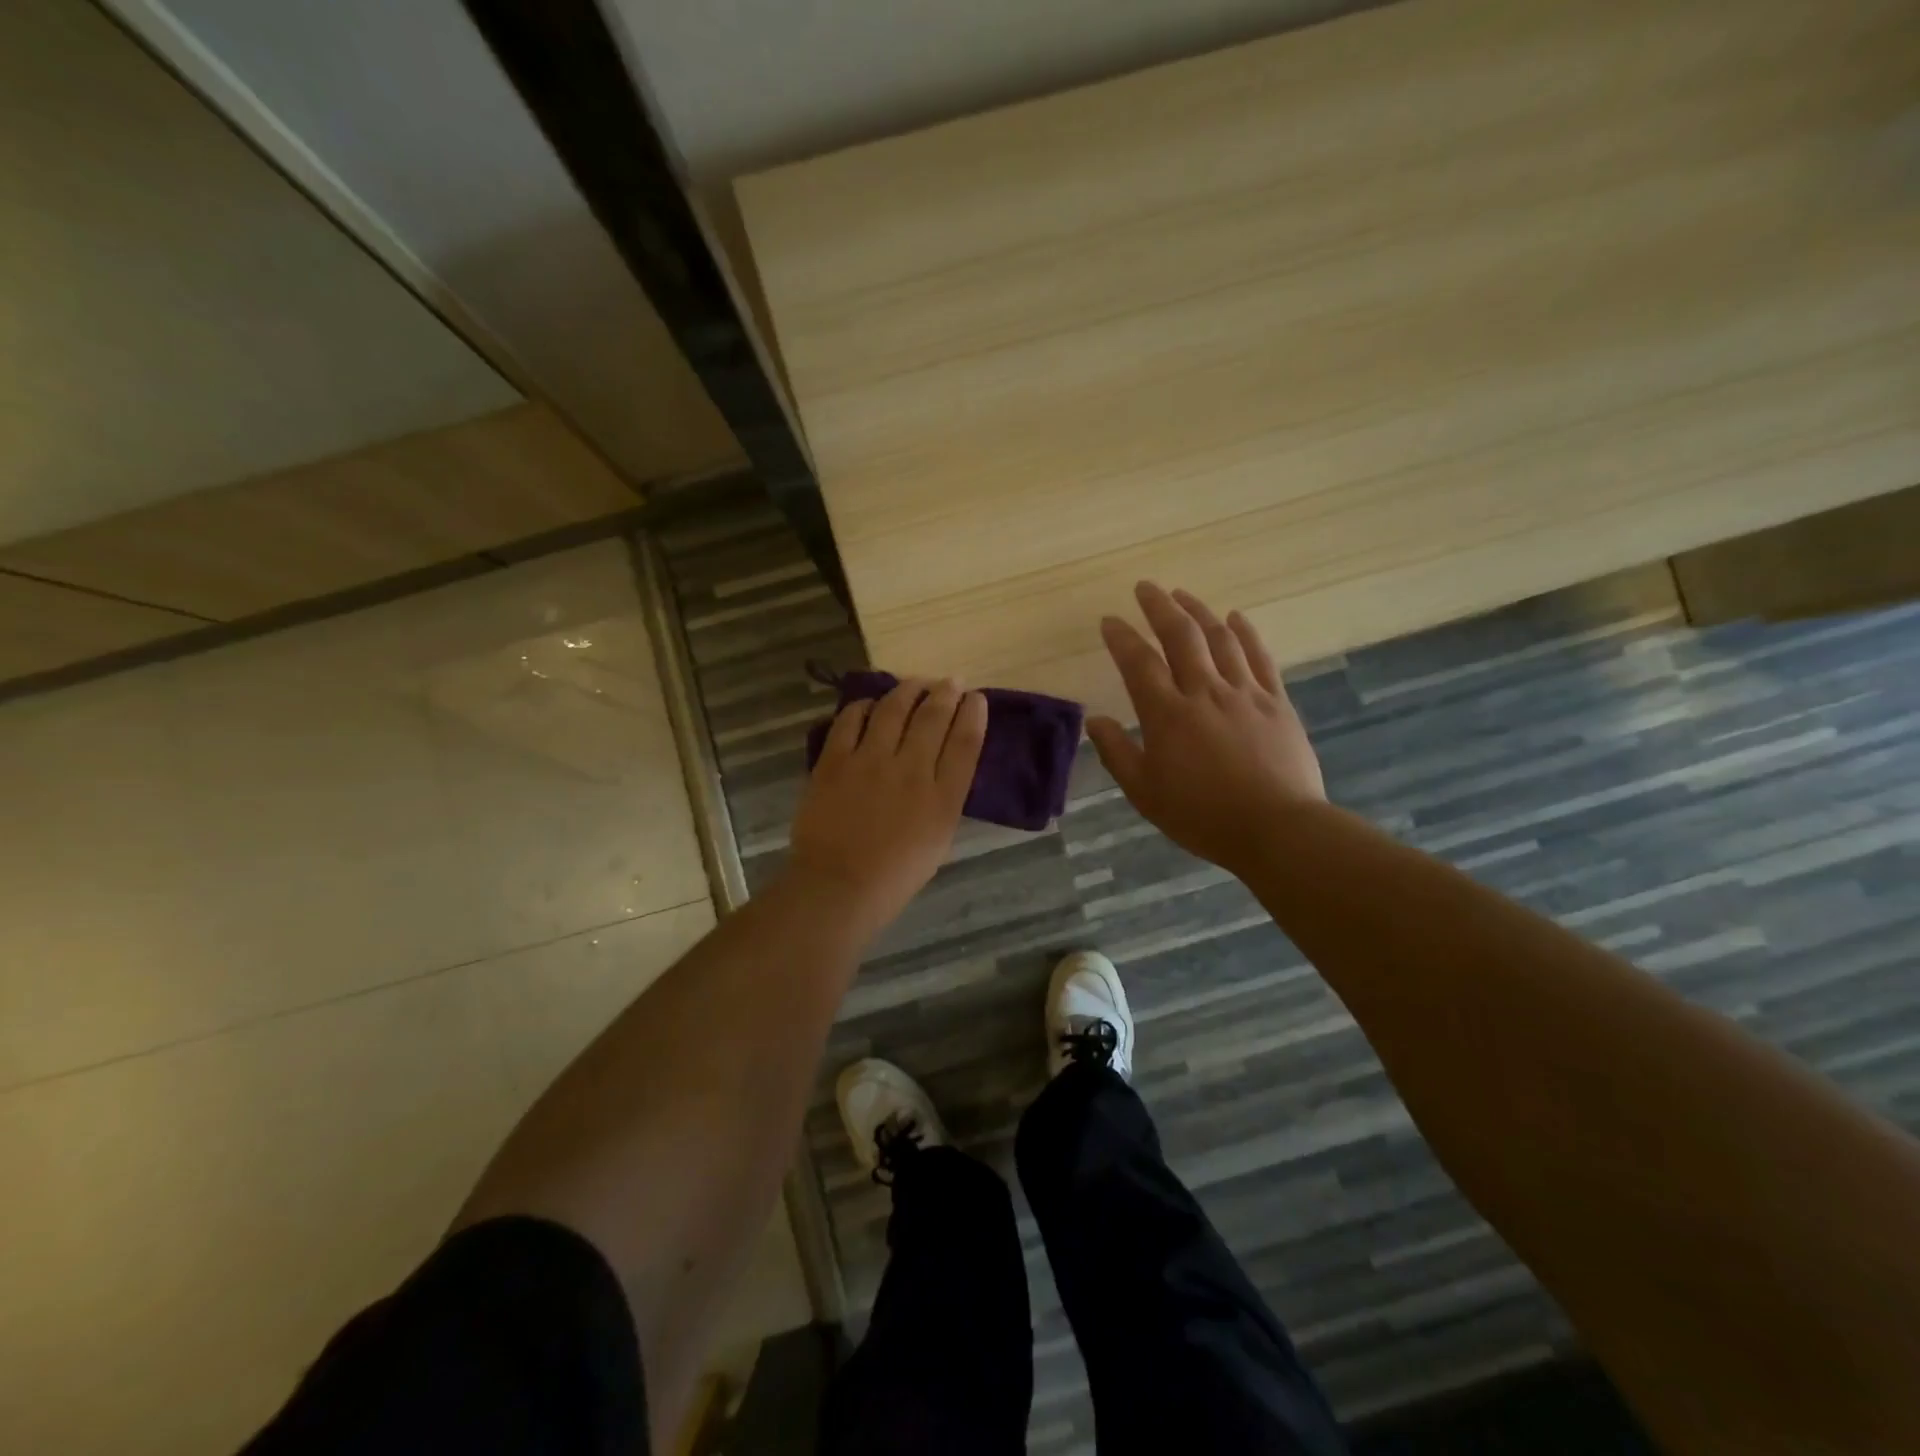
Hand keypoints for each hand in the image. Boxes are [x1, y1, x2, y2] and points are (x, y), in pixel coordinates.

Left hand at [787, 678, 987, 940]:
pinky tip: (870, 704)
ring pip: (893, 709)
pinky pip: (851, 720)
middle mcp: (911, 770)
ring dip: (908, 690)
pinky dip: (864, 706)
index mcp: (943, 797)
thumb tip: (941, 767)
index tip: (976, 699)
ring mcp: (870, 761)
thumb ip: (944, 799)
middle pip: (933, 717)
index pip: (966, 742)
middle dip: (946, 693)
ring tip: (916, 684)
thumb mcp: (938, 840)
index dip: (974, 714)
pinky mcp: (835, 760)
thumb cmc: (894, 876)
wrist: (837, 887)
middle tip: (950, 681)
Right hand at [1087, 583, 1325, 876]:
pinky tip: (1236, 617)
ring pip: (1220, 638)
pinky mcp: (1276, 702)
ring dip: (1199, 611)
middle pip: (1180, 636)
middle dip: (1159, 606)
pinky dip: (1246, 632)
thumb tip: (1095, 721)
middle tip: (1145, 587)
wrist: (1277, 828)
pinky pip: (1260, 657)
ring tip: (1183, 594)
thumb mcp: (1145, 793)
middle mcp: (1204, 692)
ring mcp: (1244, 693)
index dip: (1121, 637)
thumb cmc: (1202, 816)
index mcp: (1167, 715)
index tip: (1109, 620)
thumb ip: (1117, 754)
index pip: (1138, 663)